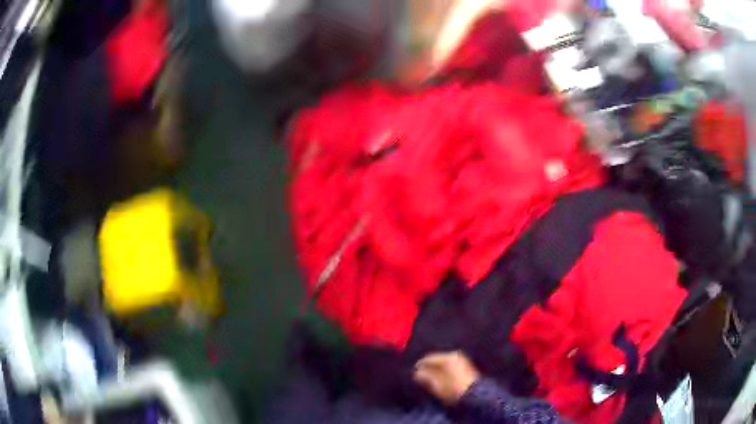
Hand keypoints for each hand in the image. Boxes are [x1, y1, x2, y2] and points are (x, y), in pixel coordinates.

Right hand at [413, 351, 480, 404]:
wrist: (474, 395)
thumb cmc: (453, 389)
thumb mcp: (436, 384)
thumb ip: (425, 376)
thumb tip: (417, 372)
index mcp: (448, 357)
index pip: (429, 358)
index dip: (420, 364)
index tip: (413, 371)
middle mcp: (455, 355)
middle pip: (437, 360)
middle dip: (428, 367)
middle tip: (420, 375)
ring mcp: (462, 360)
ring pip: (444, 363)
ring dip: (436, 369)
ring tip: (429, 378)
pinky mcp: (466, 366)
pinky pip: (450, 366)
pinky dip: (443, 371)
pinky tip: (440, 378)